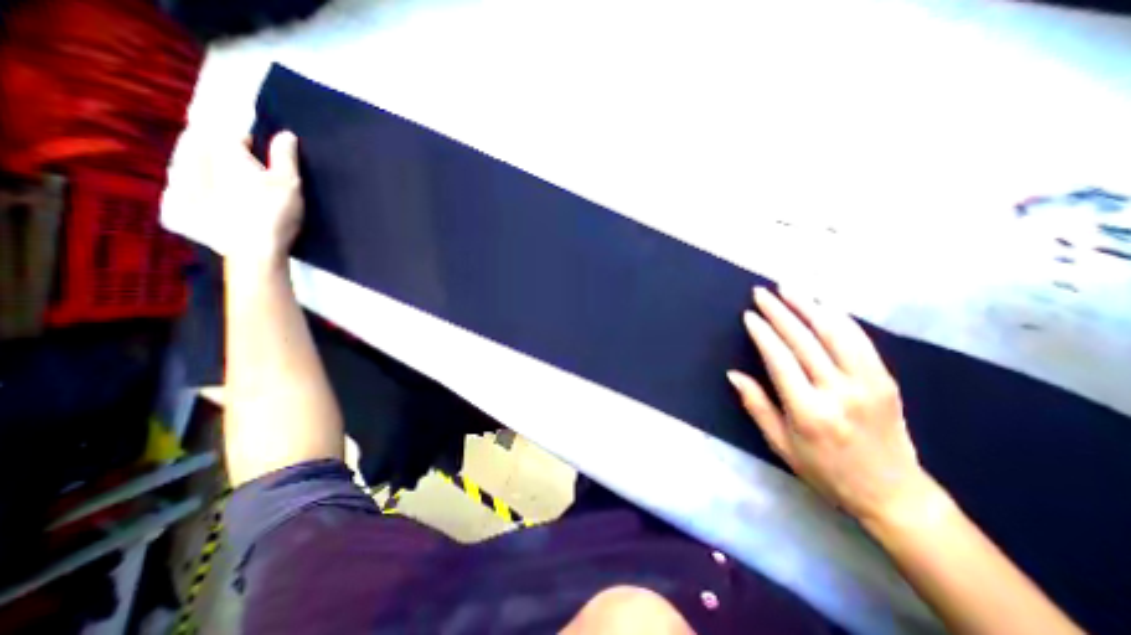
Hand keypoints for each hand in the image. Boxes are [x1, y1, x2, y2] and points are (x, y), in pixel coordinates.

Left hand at [164, 129, 299, 267]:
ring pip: (183, 166)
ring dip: (199, 167)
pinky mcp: (175, 211)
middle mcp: (190, 163)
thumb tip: (285, 133)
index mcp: (219, 153)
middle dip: (217, 151)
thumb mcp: (289, 183)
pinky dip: (189, 191)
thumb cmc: (276, 213)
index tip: (262, 154)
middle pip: (199, 146)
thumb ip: (285, 156)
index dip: (248, 142)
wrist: (255, 252)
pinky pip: (176, 191)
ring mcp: (177, 188)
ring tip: (224, 182)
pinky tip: (207, 200)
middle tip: (241, 167)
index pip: (229, 134)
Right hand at [728, 288, 932, 526]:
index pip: (780, 359)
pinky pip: (860, 340)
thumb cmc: (825, 470)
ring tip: (789, 288)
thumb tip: (733, 374)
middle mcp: (838, 392)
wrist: (892, 493)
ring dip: (809, 306)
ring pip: (835, 333)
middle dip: (779, 312)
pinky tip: (822, 305)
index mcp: (808, 411)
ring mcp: (867, 383)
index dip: (762, 333)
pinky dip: (839, 318)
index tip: (749, 315)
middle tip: (762, 292)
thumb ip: (756, 405)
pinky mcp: (885, 380)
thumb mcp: (780, 444)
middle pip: (804, 340)